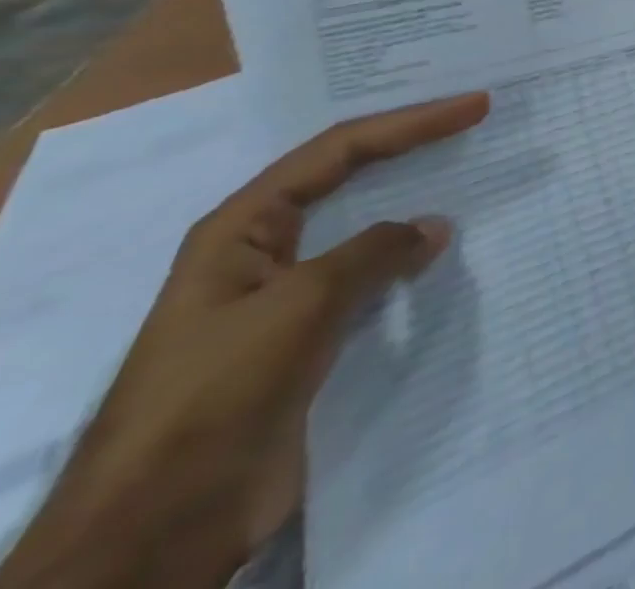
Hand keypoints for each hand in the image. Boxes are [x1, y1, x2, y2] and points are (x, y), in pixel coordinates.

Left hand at [0, 91, 489, 588]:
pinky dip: (409, 259)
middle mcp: (263, 250)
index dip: (412, 121)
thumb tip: (434, 226)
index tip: (475, 106)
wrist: (159, 527)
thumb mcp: (302, 303)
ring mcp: (284, 297)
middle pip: (350, 177)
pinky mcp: (306, 340)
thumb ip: (375, 251)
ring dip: (414, 203)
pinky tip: (443, 256)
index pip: (341, 149)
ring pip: (363, 229)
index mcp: (243, 228)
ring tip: (471, 179)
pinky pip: (369, 280)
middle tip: (474, 124)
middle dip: (412, 147)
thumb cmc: (219, 391)